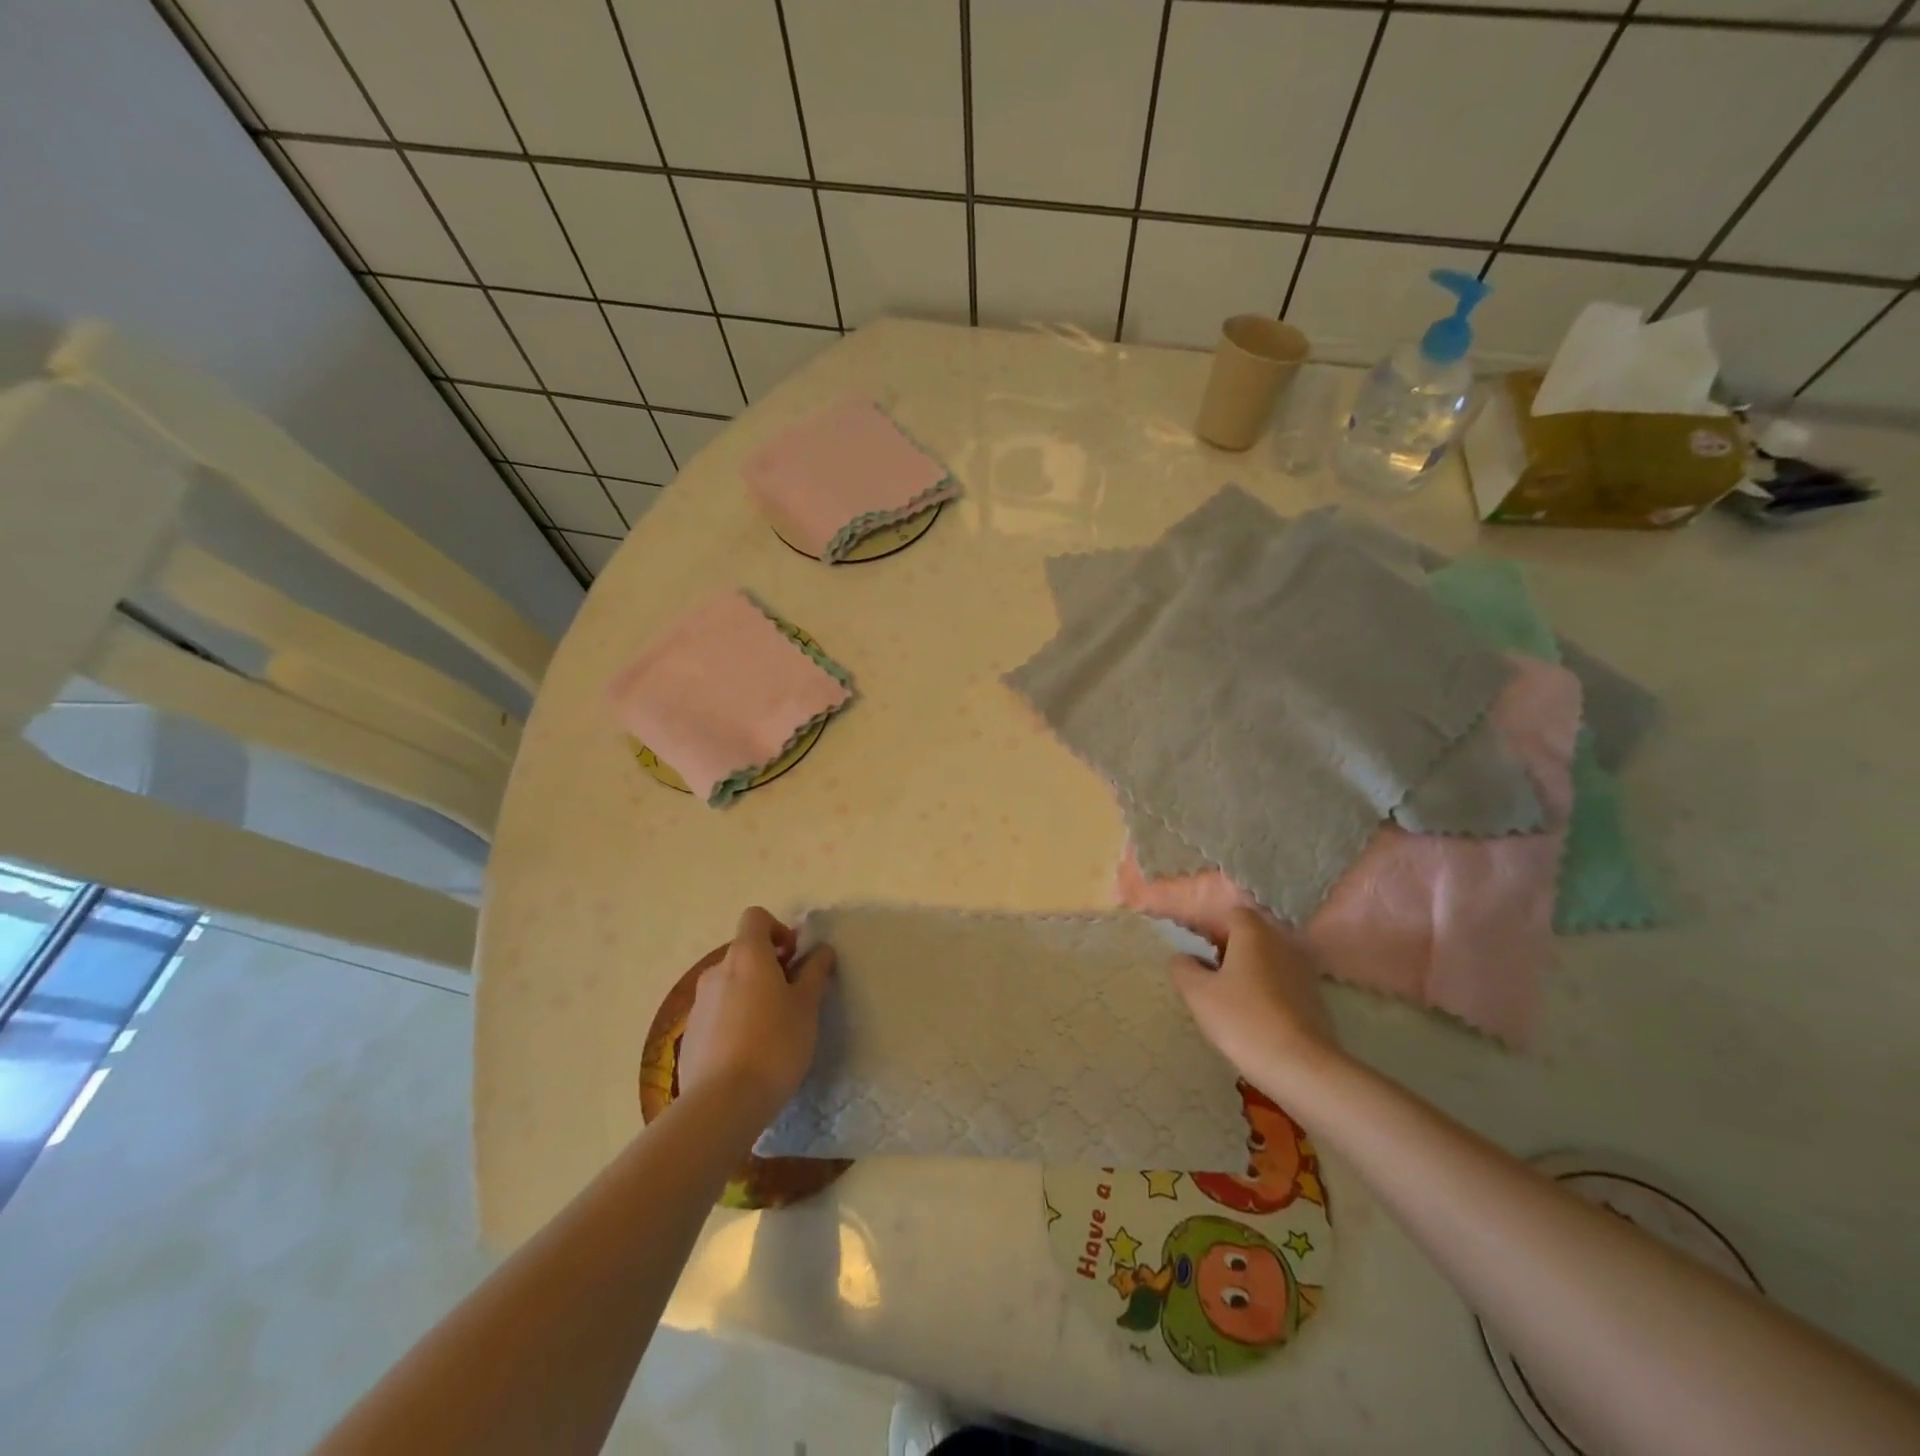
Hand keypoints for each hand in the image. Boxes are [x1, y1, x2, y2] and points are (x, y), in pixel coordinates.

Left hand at [679, 907, 834, 1118]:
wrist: (723, 1103)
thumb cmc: (775, 1043)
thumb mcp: (807, 1005)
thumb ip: (814, 971)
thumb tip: (821, 949)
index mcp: (746, 955)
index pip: (756, 918)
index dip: (778, 930)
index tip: (794, 958)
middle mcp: (717, 970)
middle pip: (744, 952)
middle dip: (768, 966)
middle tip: (792, 997)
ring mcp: (699, 1003)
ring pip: (730, 984)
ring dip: (751, 993)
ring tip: (772, 1030)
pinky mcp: (690, 1035)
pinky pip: (717, 1013)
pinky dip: (734, 1020)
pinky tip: (749, 1053)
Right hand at [1170, 907, 1338, 1089]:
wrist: (1300, 1067)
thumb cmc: (1242, 1019)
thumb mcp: (1197, 993)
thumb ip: (1183, 968)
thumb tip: (1183, 958)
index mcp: (1253, 933)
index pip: (1231, 914)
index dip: (1210, 928)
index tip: (1196, 951)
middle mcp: (1281, 943)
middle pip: (1250, 935)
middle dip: (1227, 949)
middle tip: (1206, 975)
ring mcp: (1302, 970)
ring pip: (1266, 959)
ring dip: (1246, 970)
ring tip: (1227, 998)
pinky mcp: (1313, 998)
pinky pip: (1280, 981)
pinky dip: (1264, 989)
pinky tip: (1252, 1015)